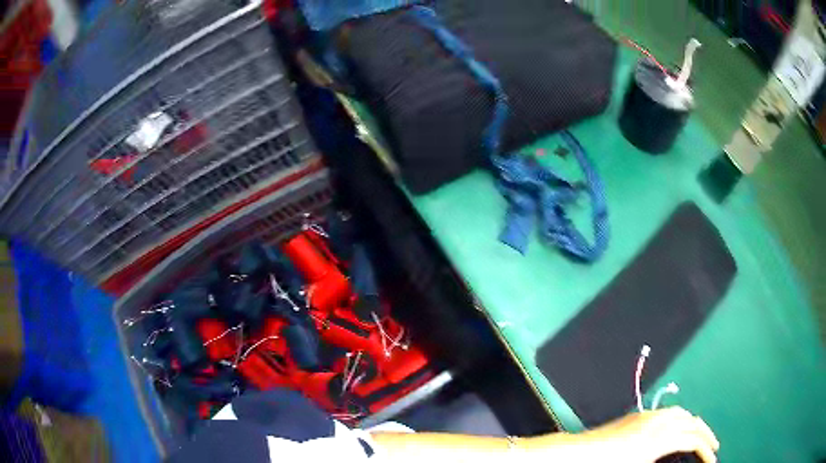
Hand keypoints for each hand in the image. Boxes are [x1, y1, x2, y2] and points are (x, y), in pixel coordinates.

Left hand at [583, 407, 719, 462]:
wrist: (578, 452)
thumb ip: (664, 461)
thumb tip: (678, 457)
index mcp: (661, 439)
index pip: (693, 441)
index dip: (706, 451)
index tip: (712, 460)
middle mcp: (660, 422)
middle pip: (692, 423)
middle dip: (705, 434)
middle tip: (712, 446)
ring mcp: (649, 416)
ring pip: (682, 414)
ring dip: (694, 424)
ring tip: (699, 436)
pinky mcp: (638, 415)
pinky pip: (668, 412)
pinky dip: (680, 418)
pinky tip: (677, 428)